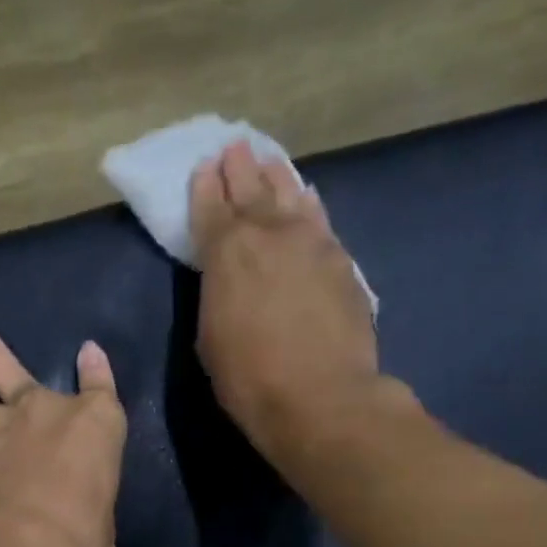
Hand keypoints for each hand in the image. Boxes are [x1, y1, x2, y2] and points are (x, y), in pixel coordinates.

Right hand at [190, 141, 384, 455]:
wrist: (321, 398)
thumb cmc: (250, 381)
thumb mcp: (211, 341)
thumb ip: (216, 297)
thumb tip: (227, 280)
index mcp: (226, 253)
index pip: (211, 208)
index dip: (205, 187)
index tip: (204, 168)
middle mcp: (269, 233)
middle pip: (252, 189)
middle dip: (240, 168)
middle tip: (234, 148)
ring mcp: (311, 242)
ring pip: (290, 194)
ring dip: (276, 176)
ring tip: (269, 161)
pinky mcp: (342, 260)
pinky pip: (319, 220)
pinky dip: (308, 206)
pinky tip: (307, 199)